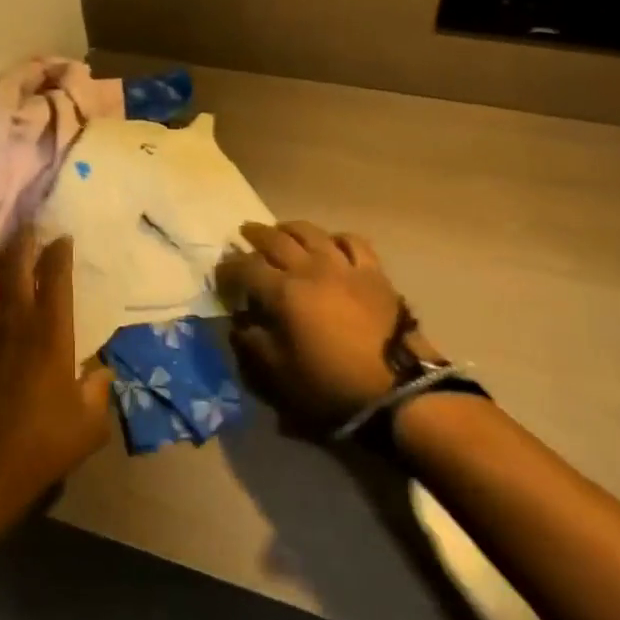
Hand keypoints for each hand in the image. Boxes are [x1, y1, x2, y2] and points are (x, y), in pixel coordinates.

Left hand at [0, 228, 114, 525]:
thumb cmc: (42, 445)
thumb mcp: (89, 426)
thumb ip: (99, 392)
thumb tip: (102, 372)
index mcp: (51, 333)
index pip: (56, 278)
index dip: (59, 253)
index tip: (63, 237)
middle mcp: (16, 322)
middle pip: (14, 267)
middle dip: (22, 242)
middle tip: (28, 227)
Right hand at [217, 220, 436, 435]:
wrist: (399, 391)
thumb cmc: (331, 386)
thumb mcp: (278, 375)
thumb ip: (252, 343)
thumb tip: (239, 322)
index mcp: (283, 292)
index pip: (246, 268)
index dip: (228, 268)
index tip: (220, 274)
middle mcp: (310, 269)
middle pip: (275, 240)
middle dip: (254, 235)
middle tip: (243, 235)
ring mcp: (343, 266)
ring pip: (311, 233)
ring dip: (290, 228)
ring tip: (280, 230)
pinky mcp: (373, 273)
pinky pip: (353, 242)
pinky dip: (336, 238)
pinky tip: (330, 243)